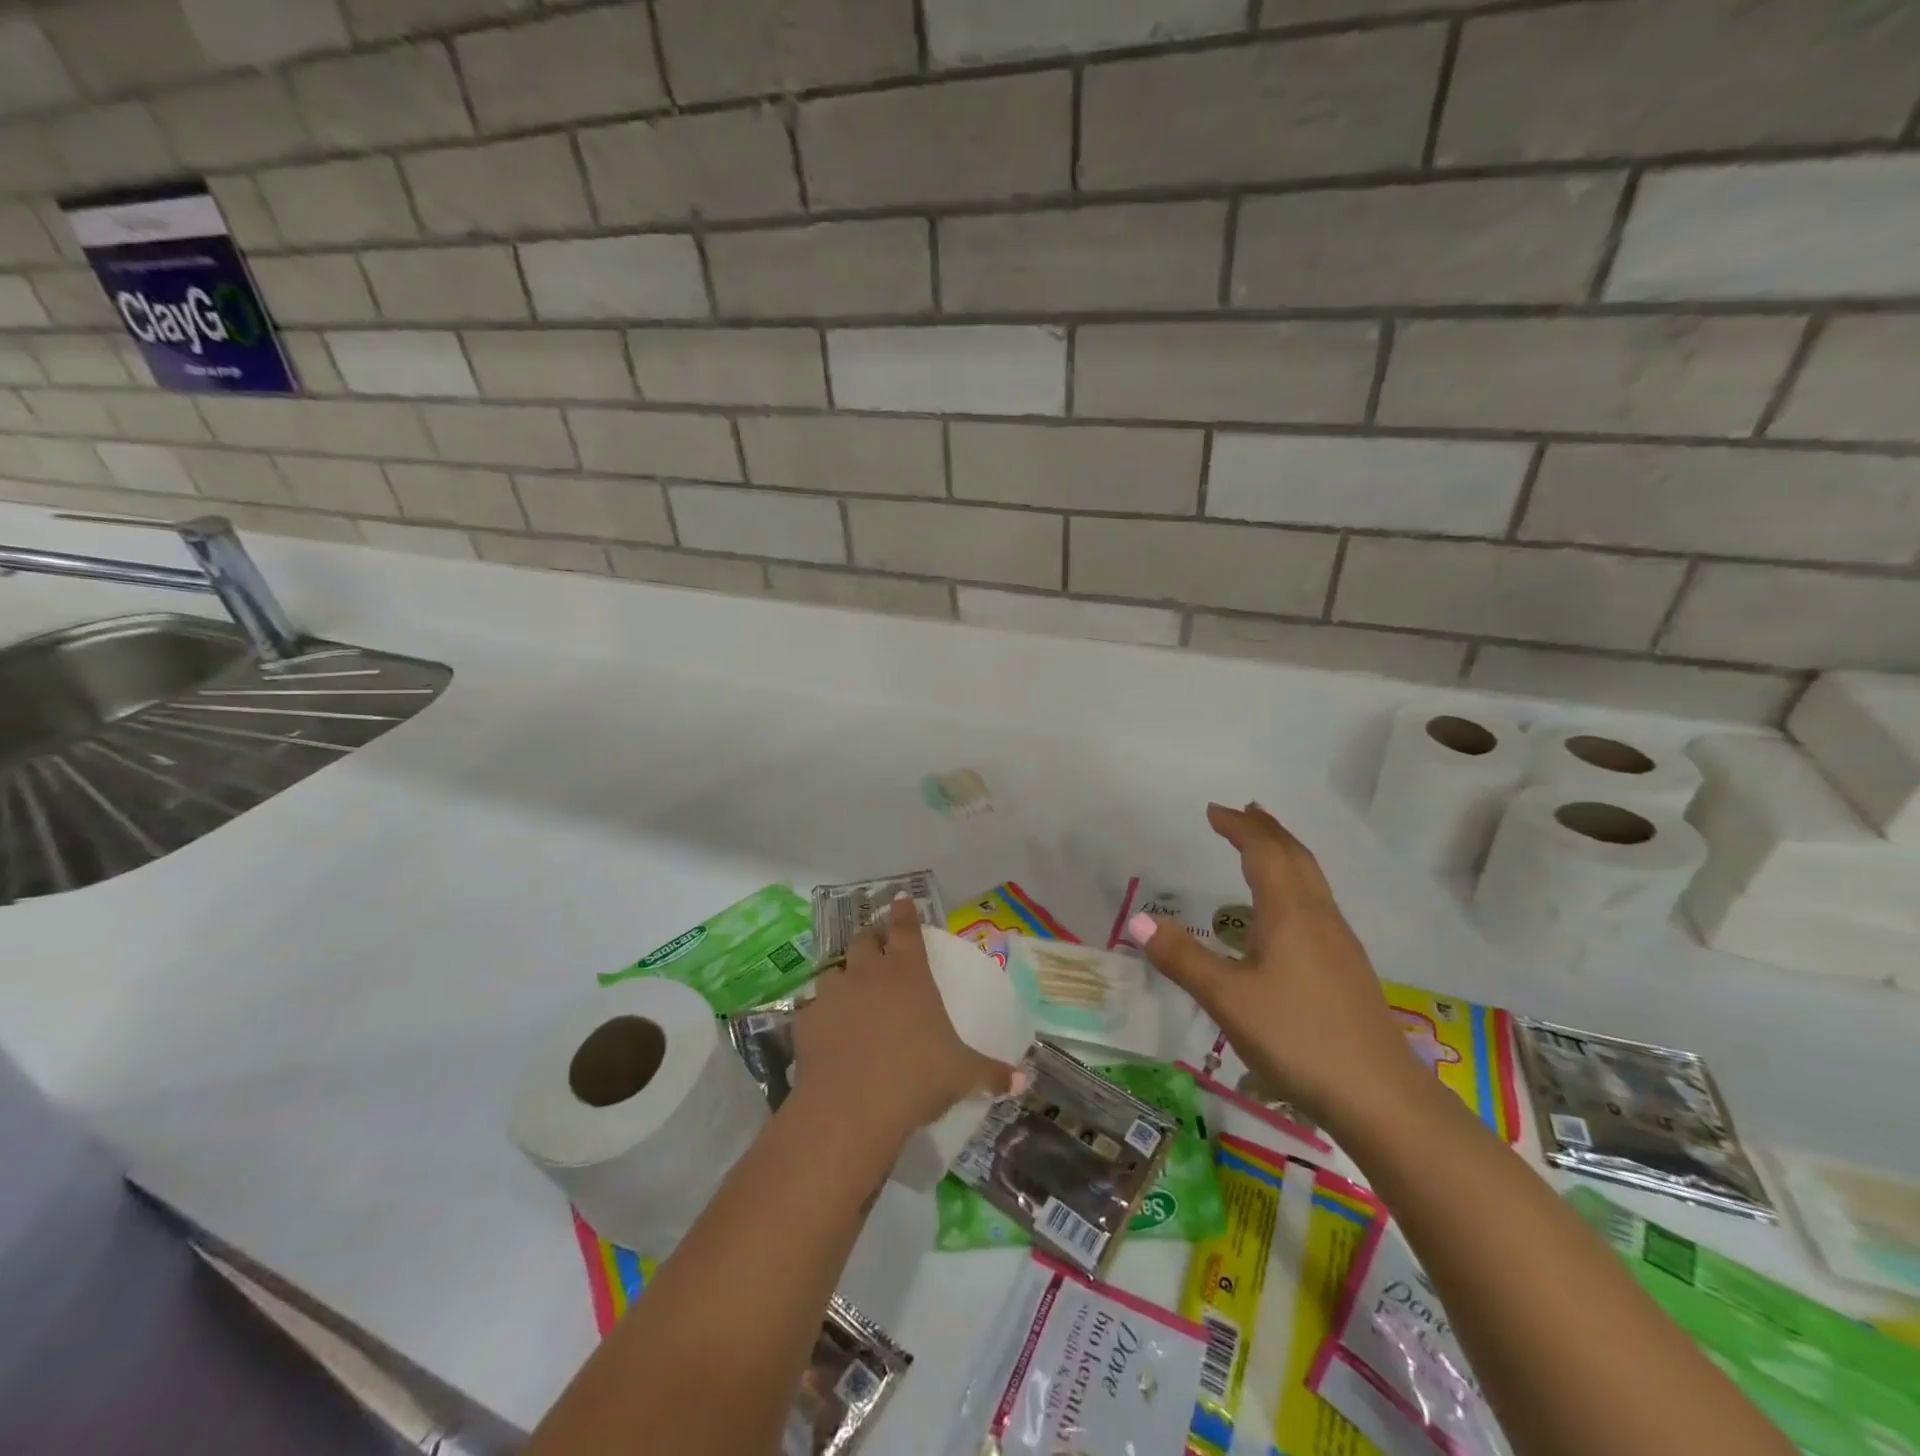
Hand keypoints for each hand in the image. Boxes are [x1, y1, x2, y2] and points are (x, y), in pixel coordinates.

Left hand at [795, 896, 1014, 1147]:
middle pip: (866, 940)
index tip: (900, 897)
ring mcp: (833, 995)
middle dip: (873, 937)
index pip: (906, 929)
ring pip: (836, 971)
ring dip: (846, 975)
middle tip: (880, 943)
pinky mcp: (806, 1022)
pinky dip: (824, 1013)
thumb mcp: (962, 1075)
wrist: (850, 1109)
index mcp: (907, 974)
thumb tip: (1023, 1081)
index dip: (904, 911)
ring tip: (853, 990)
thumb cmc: (915, 1078)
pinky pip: (815, 1008)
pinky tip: (829, 1030)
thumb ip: (991, 1073)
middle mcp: (868, 974)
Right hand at [1130, 803, 1424, 1131]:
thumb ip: (1182, 958)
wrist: (1381, 1097)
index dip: (1238, 827)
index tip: (1213, 811)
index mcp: (1290, 912)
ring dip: (1284, 854)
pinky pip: (1316, 903)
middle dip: (1266, 830)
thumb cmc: (1298, 1037)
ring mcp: (1339, 943)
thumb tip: (1139, 920)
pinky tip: (1284, 914)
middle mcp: (1318, 916)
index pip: (1264, 852)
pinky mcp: (1346, 969)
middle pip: (1295, 857)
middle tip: (1242, 813)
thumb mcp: (1227, 999)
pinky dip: (1294, 883)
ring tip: (1263, 848)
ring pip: (1311, 880)